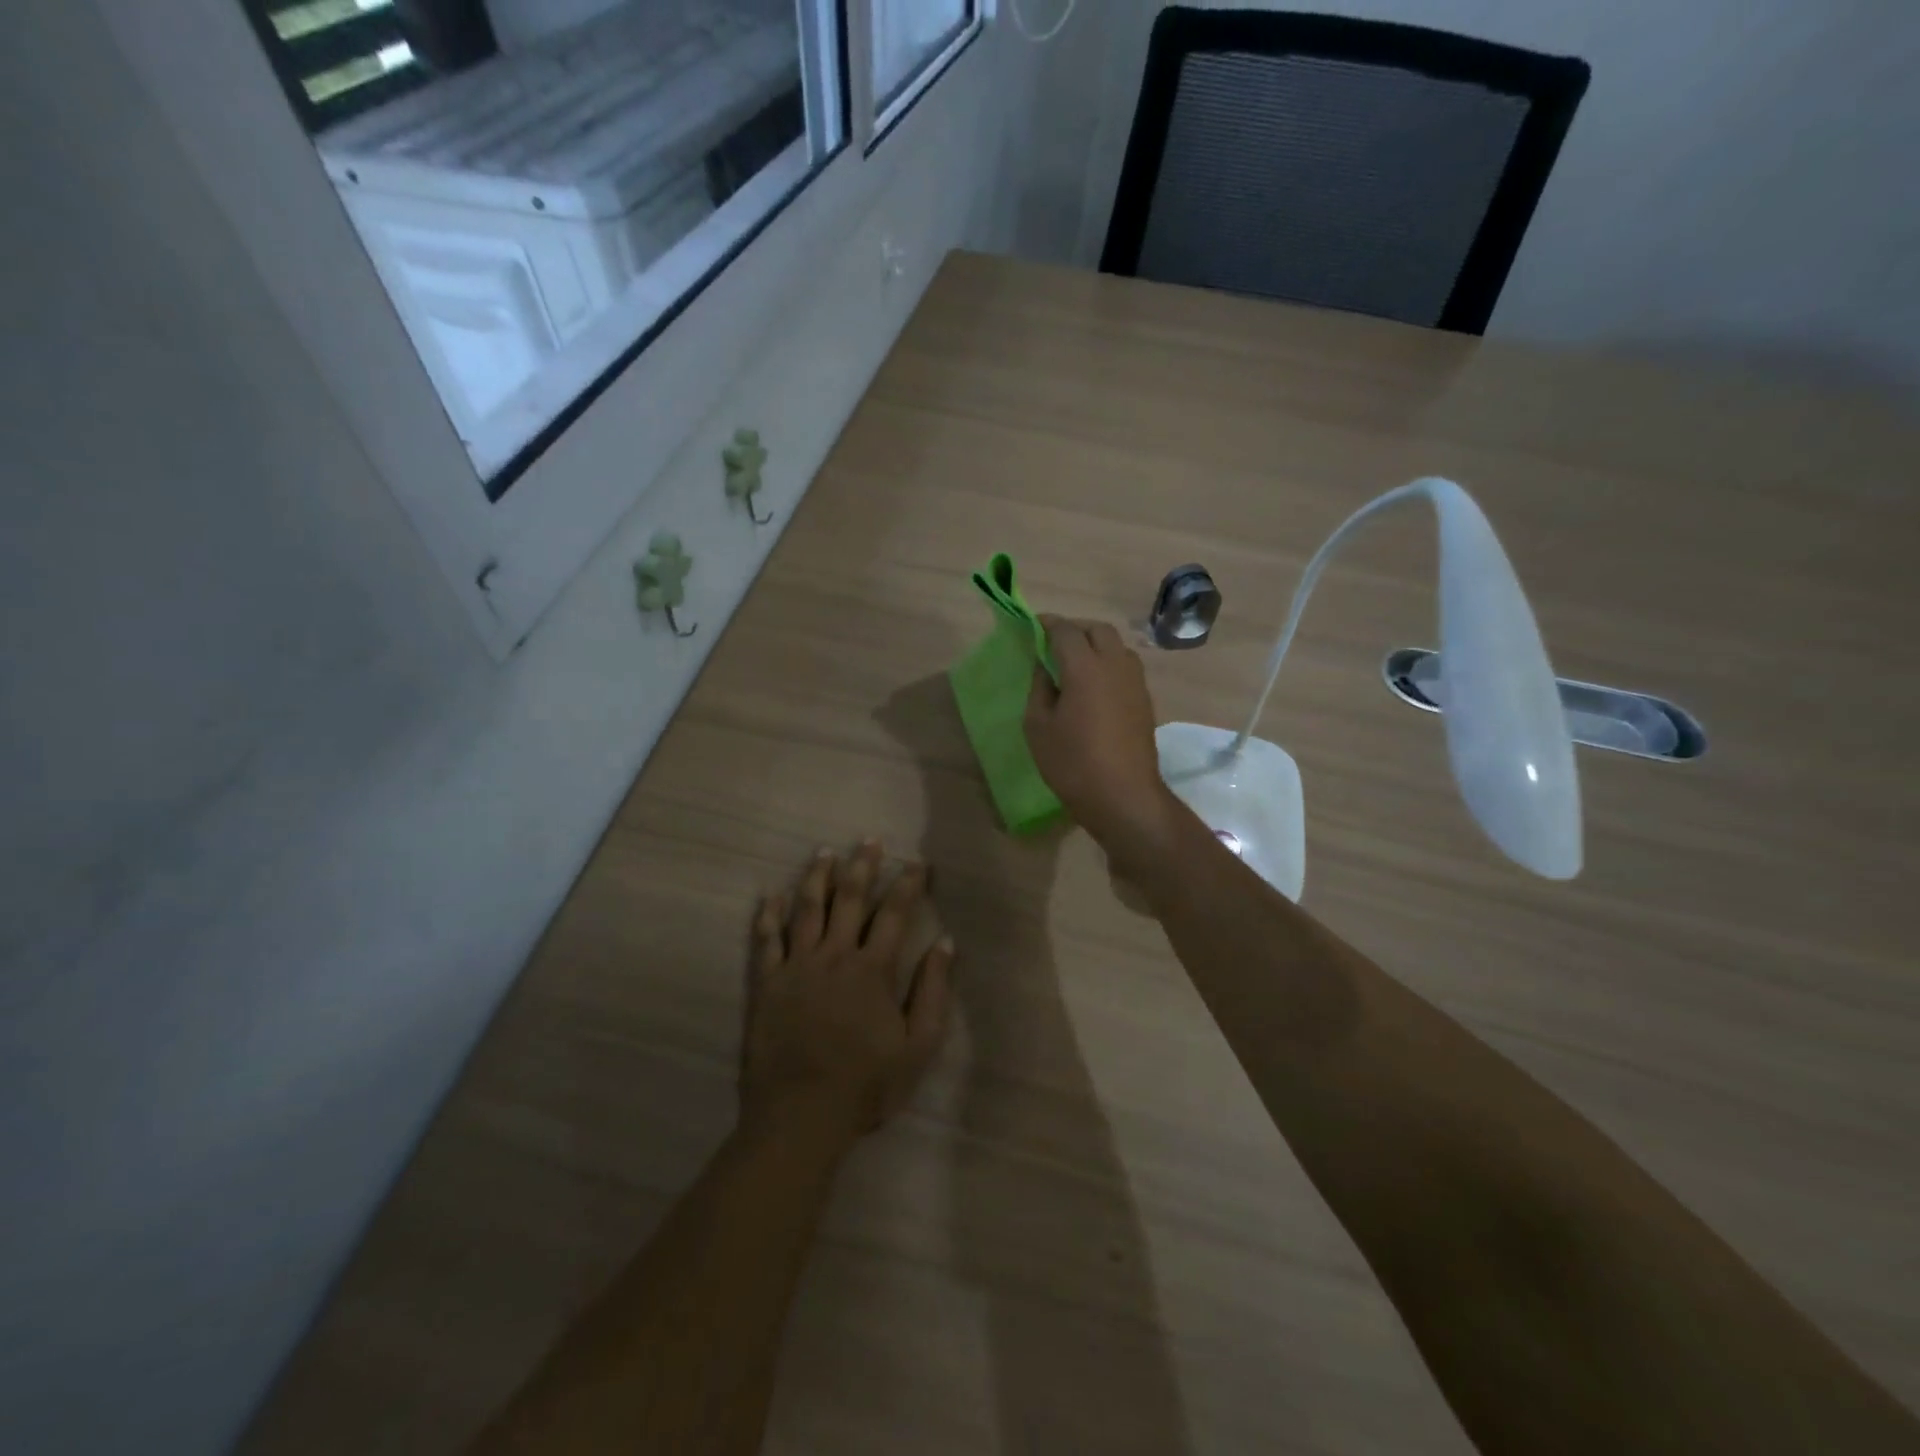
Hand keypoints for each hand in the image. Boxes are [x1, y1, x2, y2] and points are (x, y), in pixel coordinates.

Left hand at [741, 842, 954, 1150]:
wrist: (800, 1116)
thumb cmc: (865, 1084)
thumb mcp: (917, 1047)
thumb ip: (933, 992)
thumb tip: (946, 943)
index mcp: (872, 970)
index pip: (894, 914)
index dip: (907, 885)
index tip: (917, 862)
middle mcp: (834, 956)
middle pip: (849, 899)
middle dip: (862, 866)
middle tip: (868, 840)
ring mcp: (796, 967)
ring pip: (806, 910)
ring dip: (817, 878)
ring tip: (824, 852)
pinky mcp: (767, 984)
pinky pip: (766, 941)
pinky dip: (768, 916)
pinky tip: (770, 896)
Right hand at [1025, 617, 1174, 848]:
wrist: (1124, 796)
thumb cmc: (1072, 763)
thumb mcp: (1038, 726)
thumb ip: (1039, 688)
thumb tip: (1044, 667)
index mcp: (1085, 667)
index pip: (1066, 630)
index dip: (1047, 624)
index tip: (1033, 626)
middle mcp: (1115, 665)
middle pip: (1098, 630)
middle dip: (1075, 629)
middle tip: (1054, 643)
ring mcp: (1135, 682)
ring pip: (1116, 646)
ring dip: (1095, 645)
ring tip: (1075, 663)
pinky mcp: (1145, 701)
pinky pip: (1125, 667)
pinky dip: (1108, 664)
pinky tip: (1094, 686)